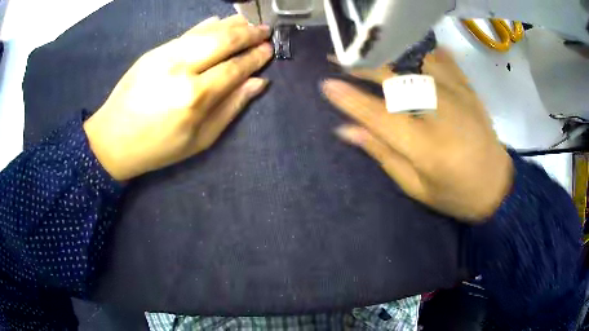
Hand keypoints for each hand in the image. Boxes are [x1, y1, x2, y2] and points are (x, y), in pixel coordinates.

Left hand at [83, 15, 271, 180]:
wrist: (113, 139)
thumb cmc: (159, 147)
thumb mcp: (200, 140)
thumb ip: (231, 108)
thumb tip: (258, 83)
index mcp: (195, 98)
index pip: (234, 68)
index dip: (254, 57)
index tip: (269, 49)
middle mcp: (181, 70)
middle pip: (223, 41)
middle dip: (248, 34)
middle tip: (265, 30)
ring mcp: (165, 56)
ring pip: (206, 31)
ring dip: (231, 24)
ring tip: (249, 22)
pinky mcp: (153, 51)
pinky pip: (186, 32)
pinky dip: (207, 25)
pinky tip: (220, 21)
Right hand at [322, 49, 512, 222]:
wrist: (497, 186)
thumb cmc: (455, 194)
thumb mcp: (415, 186)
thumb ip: (382, 154)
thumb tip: (347, 130)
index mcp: (423, 145)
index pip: (377, 114)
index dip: (349, 98)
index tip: (326, 84)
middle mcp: (439, 112)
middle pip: (394, 78)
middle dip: (362, 66)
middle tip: (339, 59)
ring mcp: (456, 95)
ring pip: (416, 61)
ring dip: (387, 54)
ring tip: (368, 51)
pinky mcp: (468, 89)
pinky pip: (442, 59)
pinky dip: (422, 50)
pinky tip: (408, 47)